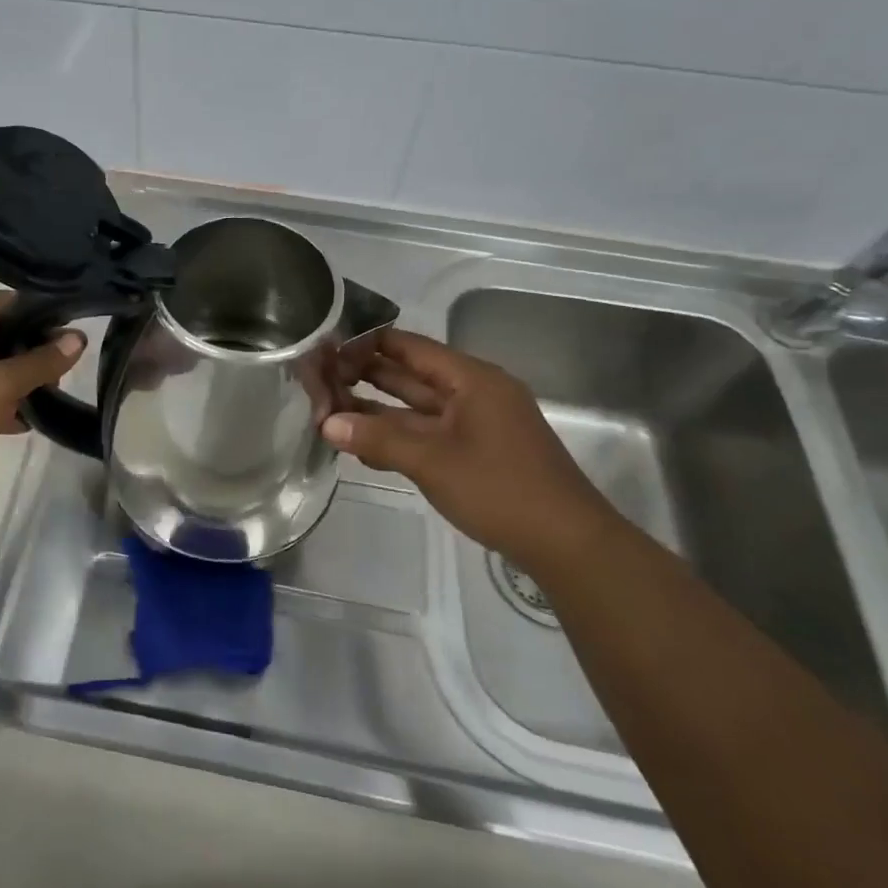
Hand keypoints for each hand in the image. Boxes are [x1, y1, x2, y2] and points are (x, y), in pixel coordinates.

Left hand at [0, 292, 84, 516]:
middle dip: (39, 344)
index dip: (36, 303)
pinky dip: (20, 409)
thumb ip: (41, 360)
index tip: (71, 314)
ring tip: (65, 386)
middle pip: (7, 338)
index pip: (3, 303)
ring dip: (32, 378)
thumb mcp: (1, 383)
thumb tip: (79, 338)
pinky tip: (43, 418)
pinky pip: (0, 405)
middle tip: (74, 357)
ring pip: (5, 373)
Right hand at [322, 328, 626, 574]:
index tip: (327, 347)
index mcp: (471, 379)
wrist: (567, 543)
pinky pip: (428, 432)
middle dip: (366, 375)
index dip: (367, 344)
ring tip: (330, 406)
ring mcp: (476, 423)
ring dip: (377, 408)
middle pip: (411, 375)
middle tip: (319, 376)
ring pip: (417, 407)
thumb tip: (327, 423)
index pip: (410, 347)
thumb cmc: (500, 489)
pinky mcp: (476, 451)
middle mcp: (474, 393)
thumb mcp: (432, 462)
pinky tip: (363, 444)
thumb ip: (377, 439)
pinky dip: (397, 435)